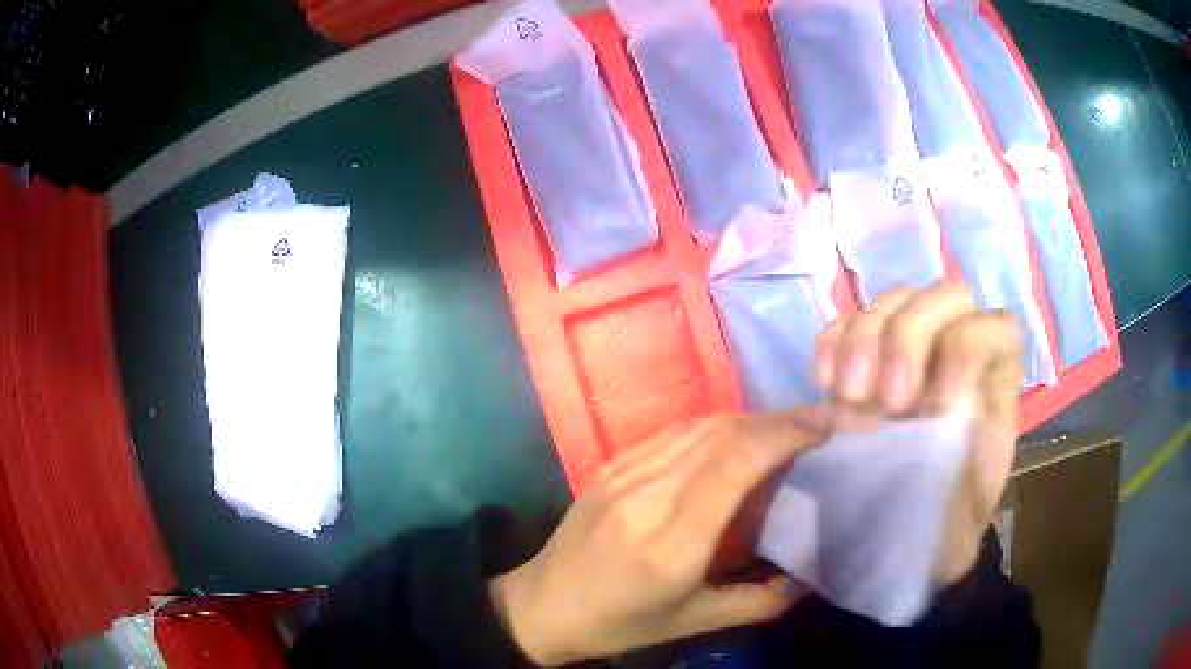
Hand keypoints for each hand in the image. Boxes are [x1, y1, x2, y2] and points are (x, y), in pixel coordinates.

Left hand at [489, 413, 829, 665]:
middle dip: (776, 420)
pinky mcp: (610, 466)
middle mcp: (649, 495)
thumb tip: (806, 582)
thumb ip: (756, 603)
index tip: (822, 428)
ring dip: (748, 418)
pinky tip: (734, 434)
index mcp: (672, 541)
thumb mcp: (692, 623)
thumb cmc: (620, 622)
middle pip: (722, 434)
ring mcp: (624, 474)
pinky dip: (714, 425)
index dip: (784, 435)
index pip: (736, 463)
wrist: (543, 605)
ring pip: (698, 425)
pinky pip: (672, 432)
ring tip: (784, 426)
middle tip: (815, 422)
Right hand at [813, 279, 1022, 585]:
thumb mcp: (968, 490)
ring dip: (865, 340)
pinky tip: (827, 385)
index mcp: (994, 382)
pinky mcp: (869, 360)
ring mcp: (913, 350)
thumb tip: (935, 394)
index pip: (995, 324)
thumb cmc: (940, 519)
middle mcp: (958, 354)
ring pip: (895, 299)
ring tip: (849, 399)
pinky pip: (848, 320)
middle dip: (909, 338)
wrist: (901, 535)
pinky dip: (834, 342)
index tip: (935, 406)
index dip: (966, 348)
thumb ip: (968, 435)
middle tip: (886, 402)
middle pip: (946, 294)